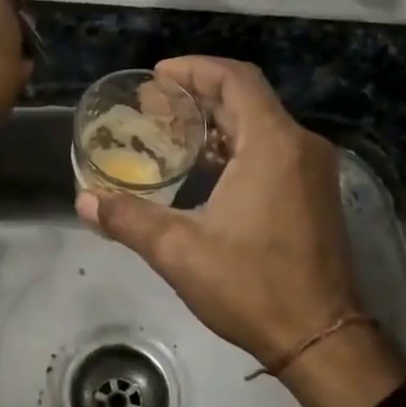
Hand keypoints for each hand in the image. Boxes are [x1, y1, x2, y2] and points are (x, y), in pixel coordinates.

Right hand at [76, 57, 405, 406]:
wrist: (320, 337)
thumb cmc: (251, 286)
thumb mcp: (179, 251)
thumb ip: (129, 219)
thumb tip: (85, 201)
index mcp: (273, 144)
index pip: (234, 80)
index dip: (193, 69)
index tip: (156, 76)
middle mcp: (300, 146)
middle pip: (247, 98)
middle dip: (198, 94)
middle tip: (152, 103)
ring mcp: (313, 171)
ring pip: (261, 125)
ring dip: (218, 121)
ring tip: (171, 131)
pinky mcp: (315, 194)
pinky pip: (273, 150)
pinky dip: (237, 146)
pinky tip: (205, 168)